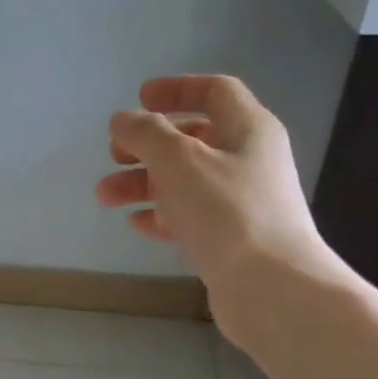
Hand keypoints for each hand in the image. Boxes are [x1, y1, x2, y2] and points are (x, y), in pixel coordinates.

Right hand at [96, 75, 338, 350]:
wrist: (272, 289)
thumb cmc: (227, 212)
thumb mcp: (178, 160)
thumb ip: (145, 133)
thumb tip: (124, 120)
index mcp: (248, 130)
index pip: (215, 91)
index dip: (176, 89)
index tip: (139, 98)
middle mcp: (249, 160)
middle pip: (193, 138)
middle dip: (147, 144)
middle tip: (114, 154)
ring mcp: (242, 202)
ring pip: (185, 180)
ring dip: (143, 182)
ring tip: (105, 196)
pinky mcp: (232, 239)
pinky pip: (190, 216)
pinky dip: (161, 214)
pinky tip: (137, 223)